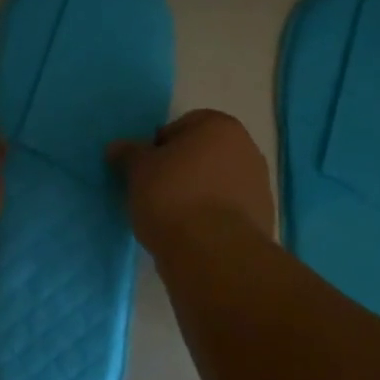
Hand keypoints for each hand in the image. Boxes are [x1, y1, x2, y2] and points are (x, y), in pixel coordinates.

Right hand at [109, 109, 275, 254]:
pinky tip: (192, 235)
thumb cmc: (172, 197)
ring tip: (172, 218)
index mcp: (220, 127)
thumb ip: (129, 154)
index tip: (145, 171)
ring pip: (216, 183)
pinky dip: (211, 217)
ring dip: (197, 194)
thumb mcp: (138, 170)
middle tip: (155, 193)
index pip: (181, 126)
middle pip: (202, 154)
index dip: (159, 147)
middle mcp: (247, 149)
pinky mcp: (261, 219)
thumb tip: (118, 147)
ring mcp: (259, 185)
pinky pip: (227, 211)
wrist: (213, 252)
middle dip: (181, 170)